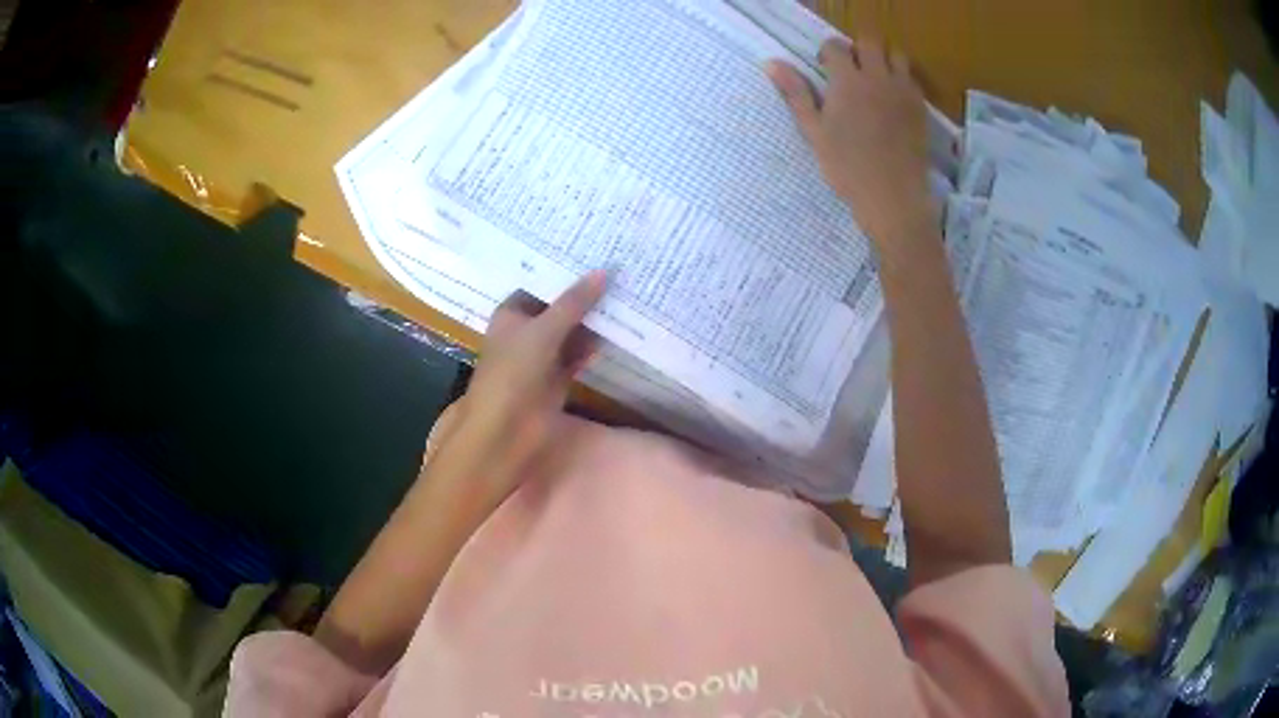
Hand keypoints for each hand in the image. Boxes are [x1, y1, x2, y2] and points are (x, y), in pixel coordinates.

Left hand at [440, 271, 606, 504]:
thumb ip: (574, 302)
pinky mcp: (556, 380)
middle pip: (557, 309)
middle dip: (581, 296)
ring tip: (624, 297)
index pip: (539, 285)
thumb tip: (604, 272)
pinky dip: (592, 348)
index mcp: (511, 315)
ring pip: (569, 333)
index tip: (593, 255)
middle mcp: (525, 332)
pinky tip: (617, 333)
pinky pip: (576, 357)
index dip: (562, 272)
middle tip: (617, 272)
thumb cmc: (513, 372)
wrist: (506, 431)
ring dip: (590, 322)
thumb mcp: (543, 330)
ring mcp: (540, 358)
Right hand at [767, 37, 930, 237]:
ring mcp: (903, 91)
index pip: (836, 46)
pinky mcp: (920, 107)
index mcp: (848, 81)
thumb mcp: (814, 131)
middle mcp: (878, 78)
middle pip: (869, 42)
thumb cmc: (846, 166)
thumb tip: (771, 63)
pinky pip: (911, 79)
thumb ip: (796, 93)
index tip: (823, 68)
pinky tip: (891, 99)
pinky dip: (900, 79)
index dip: (827, 53)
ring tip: (874, 80)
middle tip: (849, 70)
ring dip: (882, 59)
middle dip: (857, 49)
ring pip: (896, 55)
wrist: (892, 195)